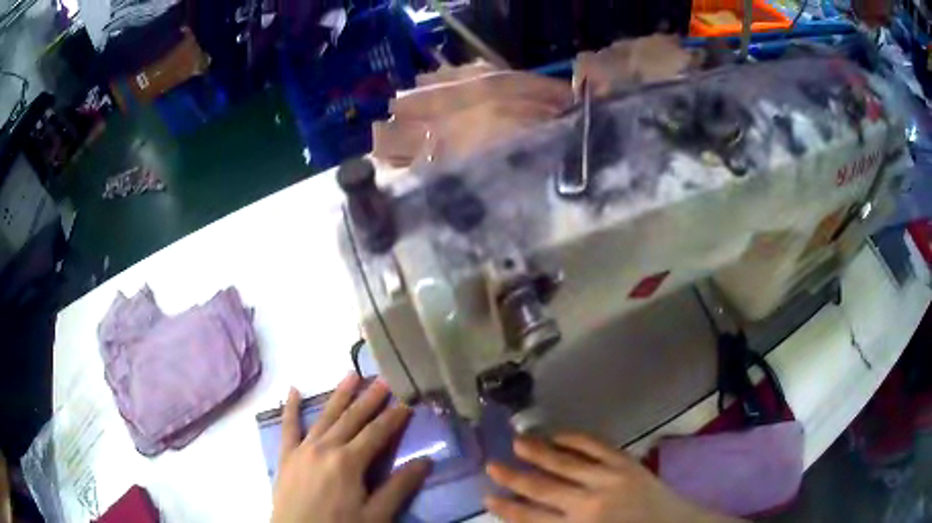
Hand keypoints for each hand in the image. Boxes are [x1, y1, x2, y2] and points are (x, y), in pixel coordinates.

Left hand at [271, 374, 430, 522]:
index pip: (376, 433)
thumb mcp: (376, 515)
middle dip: (369, 399)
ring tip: (351, 376)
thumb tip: (426, 461)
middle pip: (351, 418)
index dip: (393, 417)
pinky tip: (292, 390)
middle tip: (383, 380)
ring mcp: (302, 449)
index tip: (407, 401)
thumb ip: (398, 487)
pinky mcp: (286, 456)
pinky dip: (290, 407)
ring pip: (324, 416)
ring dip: (338, 396)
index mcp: (348, 462)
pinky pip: (288, 427)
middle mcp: (325, 447)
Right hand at [485, 433, 742, 522]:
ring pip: (565, 461)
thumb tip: (529, 521)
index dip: (507, 507)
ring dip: (539, 451)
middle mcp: (588, 502)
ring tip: (517, 441)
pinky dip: (574, 438)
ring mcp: (609, 477)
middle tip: (492, 464)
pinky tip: (558, 434)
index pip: (530, 518)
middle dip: (514, 476)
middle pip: (542, 487)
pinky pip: (595, 446)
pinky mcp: (626, 462)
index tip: (488, 497)